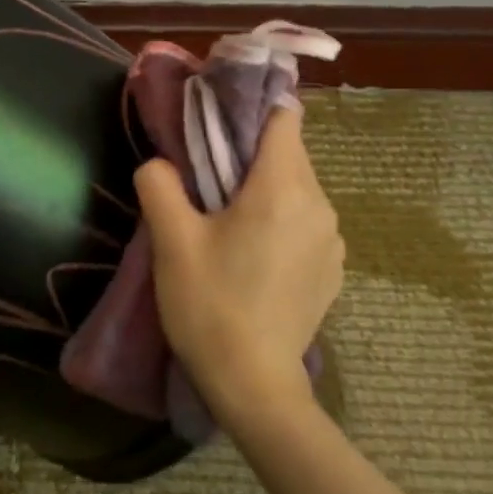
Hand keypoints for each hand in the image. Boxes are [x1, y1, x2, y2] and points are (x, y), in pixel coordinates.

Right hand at [135, 106, 344, 428]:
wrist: (254, 385)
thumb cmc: (210, 305)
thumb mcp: (171, 241)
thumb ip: (160, 184)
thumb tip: (160, 163)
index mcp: (282, 188)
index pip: (284, 117)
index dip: (252, 108)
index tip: (219, 119)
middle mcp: (319, 204)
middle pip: (288, 152)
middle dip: (250, 153)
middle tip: (208, 176)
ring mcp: (332, 239)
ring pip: (298, 187)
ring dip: (266, 188)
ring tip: (228, 219)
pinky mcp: (332, 268)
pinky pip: (306, 221)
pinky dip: (282, 220)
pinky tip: (253, 254)